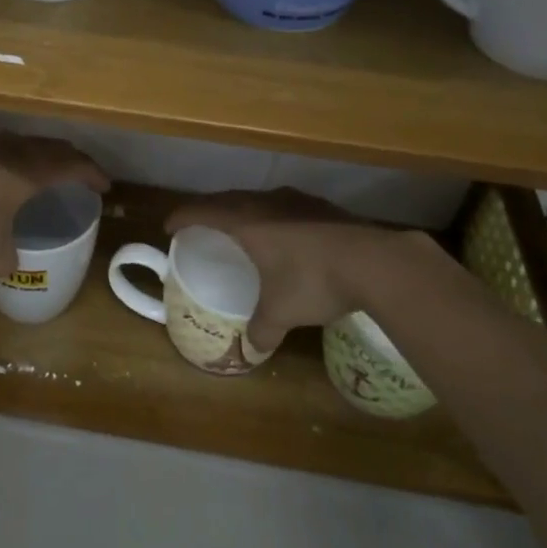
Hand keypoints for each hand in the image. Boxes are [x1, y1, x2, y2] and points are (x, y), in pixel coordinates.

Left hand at [0, 133, 108, 277]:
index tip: (104, 186)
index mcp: (38, 170)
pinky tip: (0, 167)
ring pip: (28, 142)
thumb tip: (10, 270)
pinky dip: (12, 155)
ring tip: (41, 167)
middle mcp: (21, 149)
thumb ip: (4, 257)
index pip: (77, 166)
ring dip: (41, 153)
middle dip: (71, 159)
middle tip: (78, 171)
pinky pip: (2, 145)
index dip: (94, 175)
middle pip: (56, 147)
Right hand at [165, 189, 447, 352]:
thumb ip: (262, 327)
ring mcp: (298, 201)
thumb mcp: (282, 311)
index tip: (169, 225)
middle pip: (229, 199)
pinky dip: (274, 217)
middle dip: (210, 210)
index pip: (203, 211)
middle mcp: (268, 203)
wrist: (377, 262)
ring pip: (259, 199)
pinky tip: (286, 234)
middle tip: (200, 223)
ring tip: (241, 226)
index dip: (183, 216)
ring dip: (244, 210)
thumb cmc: (315, 280)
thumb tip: (252, 348)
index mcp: (247, 221)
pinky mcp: (324, 207)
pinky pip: (286, 206)